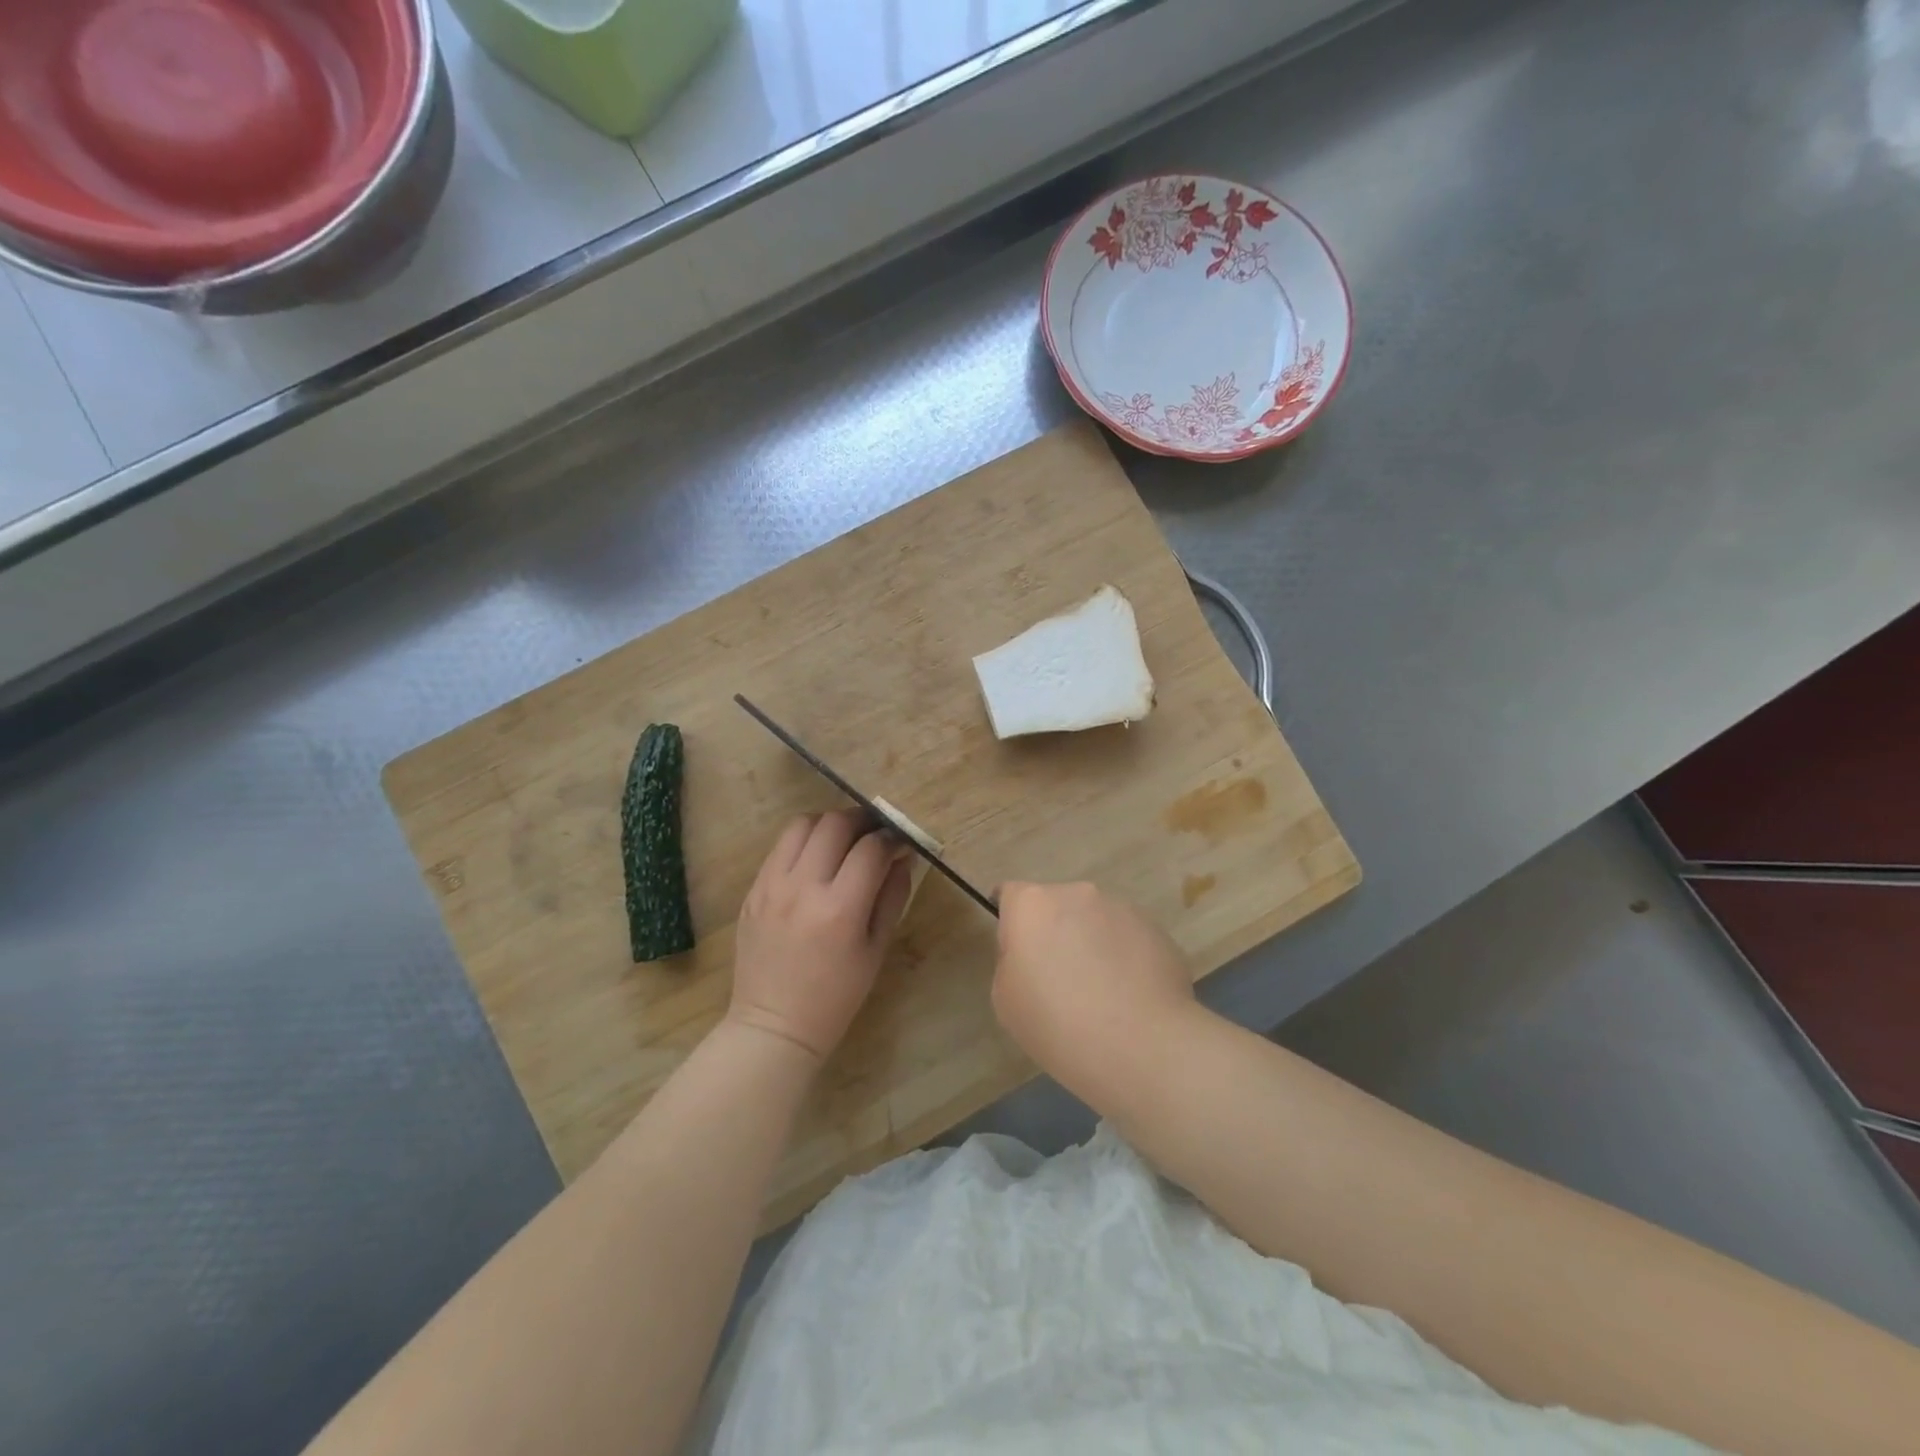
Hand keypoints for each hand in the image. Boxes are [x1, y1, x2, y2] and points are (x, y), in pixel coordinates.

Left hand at [729, 810, 912, 1064]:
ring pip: (802, 824)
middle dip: (861, 820)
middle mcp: (803, 888)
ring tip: (841, 841)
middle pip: (835, 823)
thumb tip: (902, 858)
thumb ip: (892, 897)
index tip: (900, 843)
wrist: (774, 1024)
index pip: (871, 848)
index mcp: (840, 909)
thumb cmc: (836, 996)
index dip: (891, 838)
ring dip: (828, 825)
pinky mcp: (753, 890)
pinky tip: (814, 860)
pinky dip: (803, 843)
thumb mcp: (876, 950)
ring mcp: (771, 885)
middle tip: (873, 833)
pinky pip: (780, 847)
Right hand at [991, 882, 1196, 1093]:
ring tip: (1101, 993)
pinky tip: (1130, 997)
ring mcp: (1120, 908)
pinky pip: (1127, 938)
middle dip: (1054, 932)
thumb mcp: (1006, 1000)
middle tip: (1059, 979)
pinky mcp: (1155, 929)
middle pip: (1055, 906)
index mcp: (1032, 905)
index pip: (1010, 894)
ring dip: (1091, 943)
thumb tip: (1033, 954)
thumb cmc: (1058, 1024)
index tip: (1016, 953)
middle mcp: (1076, 894)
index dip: (1010, 921)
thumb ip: (1012, 962)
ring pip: (1094, 920)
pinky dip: (1123, 958)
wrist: (1142, 1045)